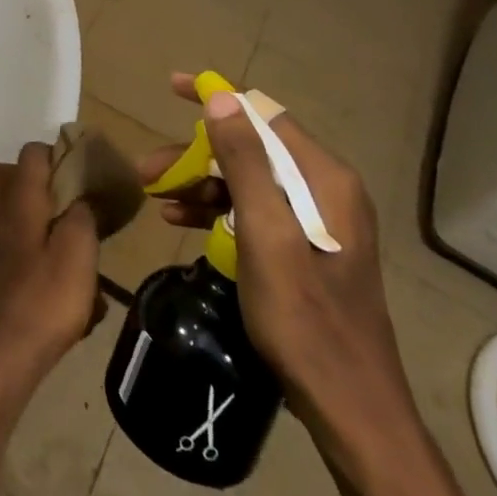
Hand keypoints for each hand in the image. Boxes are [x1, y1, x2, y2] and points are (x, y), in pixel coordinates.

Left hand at [0, 142, 104, 393]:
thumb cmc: (47, 299)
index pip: (30, 154)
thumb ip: (83, 217)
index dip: (51, 155)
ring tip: (21, 225)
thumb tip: (81, 198)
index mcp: (20, 201)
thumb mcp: (81, 254)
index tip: (72, 174)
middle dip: (13, 174)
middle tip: (44, 199)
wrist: (5, 353)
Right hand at [138, 74, 409, 429]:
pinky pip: (252, 210)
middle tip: (148, 170)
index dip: (216, 97)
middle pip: (250, 149)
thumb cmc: (305, 318)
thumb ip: (244, 162)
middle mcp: (323, 189)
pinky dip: (216, 208)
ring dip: (199, 181)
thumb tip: (220, 96)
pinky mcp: (303, 247)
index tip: (172, 87)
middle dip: (195, 152)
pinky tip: (179, 219)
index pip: (262, 113)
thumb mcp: (265, 234)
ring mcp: (315, 220)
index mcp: (323, 178)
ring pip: (246, 180)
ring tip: (154, 195)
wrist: (348, 408)